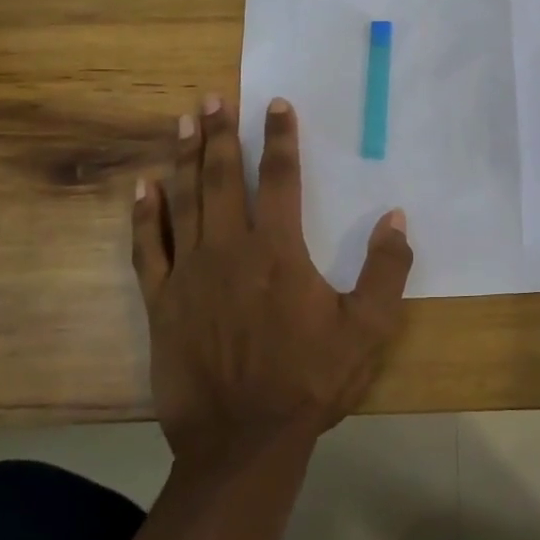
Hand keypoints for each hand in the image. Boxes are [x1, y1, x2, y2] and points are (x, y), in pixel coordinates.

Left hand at [131, 95, 412, 472]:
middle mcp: (230, 249)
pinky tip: (142, 187)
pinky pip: (147, 248)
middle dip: (222, 134)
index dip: (280, 137)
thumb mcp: (367, 329)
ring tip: (184, 120)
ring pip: (184, 201)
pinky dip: (144, 215)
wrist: (243, 442)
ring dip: (185, 157)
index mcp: (278, 251)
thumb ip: (386, 270)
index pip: (281, 178)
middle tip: (215, 97)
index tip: (275, 103)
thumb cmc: (309, 381)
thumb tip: (397, 217)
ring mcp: (189, 274)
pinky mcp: (162, 303)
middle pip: (224, 178)